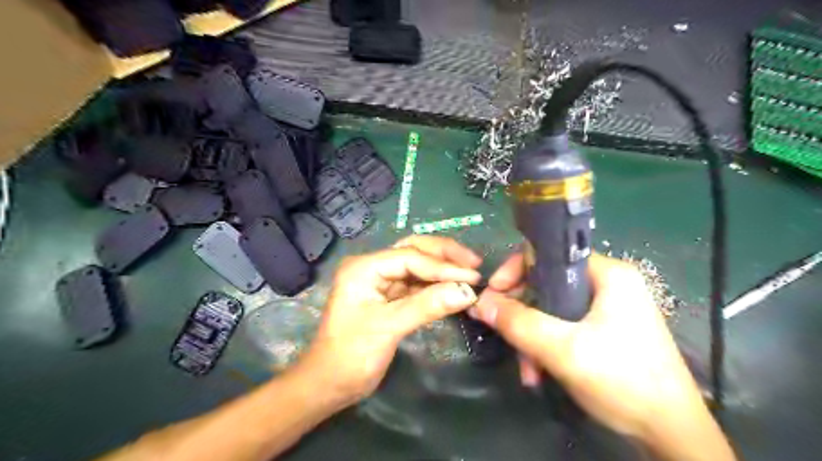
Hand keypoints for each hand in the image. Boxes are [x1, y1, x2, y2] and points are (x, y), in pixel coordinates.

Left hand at [299, 236, 481, 408]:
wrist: (329, 384)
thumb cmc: (351, 355)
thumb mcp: (389, 328)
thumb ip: (427, 306)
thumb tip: (468, 291)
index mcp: (365, 267)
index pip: (411, 257)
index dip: (443, 267)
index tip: (473, 277)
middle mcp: (373, 266)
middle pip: (414, 250)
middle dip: (445, 256)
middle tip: (475, 264)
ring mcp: (381, 280)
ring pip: (417, 265)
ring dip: (443, 268)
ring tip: (470, 272)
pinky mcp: (389, 295)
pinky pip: (416, 283)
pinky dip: (436, 284)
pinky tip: (453, 287)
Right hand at [472, 253, 710, 439]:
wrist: (671, 434)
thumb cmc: (622, 380)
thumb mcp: (563, 349)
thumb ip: (518, 323)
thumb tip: (480, 303)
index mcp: (607, 273)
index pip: (549, 254)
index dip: (516, 271)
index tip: (493, 294)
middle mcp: (607, 284)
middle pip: (546, 284)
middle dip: (522, 314)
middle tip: (504, 335)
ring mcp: (607, 308)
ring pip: (551, 309)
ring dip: (531, 337)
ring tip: (527, 370)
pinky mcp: (604, 330)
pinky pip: (562, 326)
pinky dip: (546, 346)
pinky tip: (539, 372)